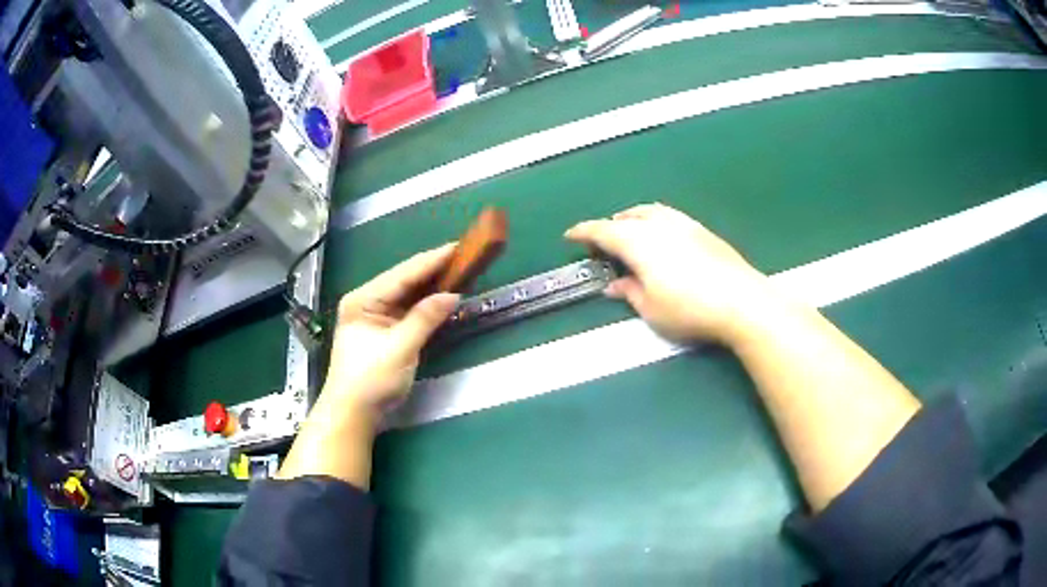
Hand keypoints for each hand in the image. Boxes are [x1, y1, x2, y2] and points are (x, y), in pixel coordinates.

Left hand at [323, 243, 460, 423]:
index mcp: (363, 299)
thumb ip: (425, 318)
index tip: (458, 247)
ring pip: (407, 294)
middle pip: (405, 280)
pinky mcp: (384, 330)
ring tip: (459, 271)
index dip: (431, 261)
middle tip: (464, 257)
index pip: (403, 274)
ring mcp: (375, 315)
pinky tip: (442, 295)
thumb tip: (452, 294)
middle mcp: (367, 301)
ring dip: (431, 286)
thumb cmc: (371, 380)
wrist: (353, 412)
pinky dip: (425, 304)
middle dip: (433, 270)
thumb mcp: (400, 348)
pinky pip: (408, 309)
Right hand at [565, 203, 780, 343]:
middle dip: (609, 225)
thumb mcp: (651, 308)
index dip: (583, 232)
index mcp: (638, 242)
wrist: (741, 301)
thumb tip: (614, 285)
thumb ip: (629, 292)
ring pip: (650, 212)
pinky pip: (669, 216)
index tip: (570, 236)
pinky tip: (662, 237)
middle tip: (601, 242)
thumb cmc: (689, 309)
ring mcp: (684, 224)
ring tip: (629, 231)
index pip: (602, 231)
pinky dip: (655, 221)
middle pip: (627, 217)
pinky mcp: (703, 231)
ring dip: (633, 219)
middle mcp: (658, 225)